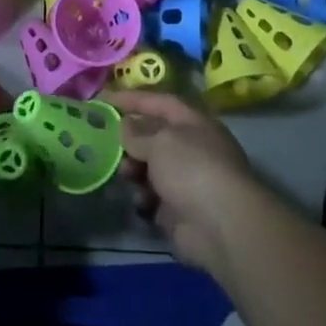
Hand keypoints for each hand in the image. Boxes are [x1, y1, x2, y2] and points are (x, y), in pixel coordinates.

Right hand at [111, 91, 256, 270]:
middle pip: (152, 136)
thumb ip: (137, 132)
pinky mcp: (179, 209)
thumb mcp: (160, 141)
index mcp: (193, 123)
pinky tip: (141, 202)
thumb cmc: (191, 169)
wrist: (221, 226)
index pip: (159, 102)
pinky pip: (152, 196)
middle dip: (129, 140)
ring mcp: (186, 180)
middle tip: (106, 144)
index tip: (103, 99)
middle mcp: (191, 148)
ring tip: (126, 176)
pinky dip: (143, 197)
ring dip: (133, 170)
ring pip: (149, 167)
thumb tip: (125, 125)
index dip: (132, 98)